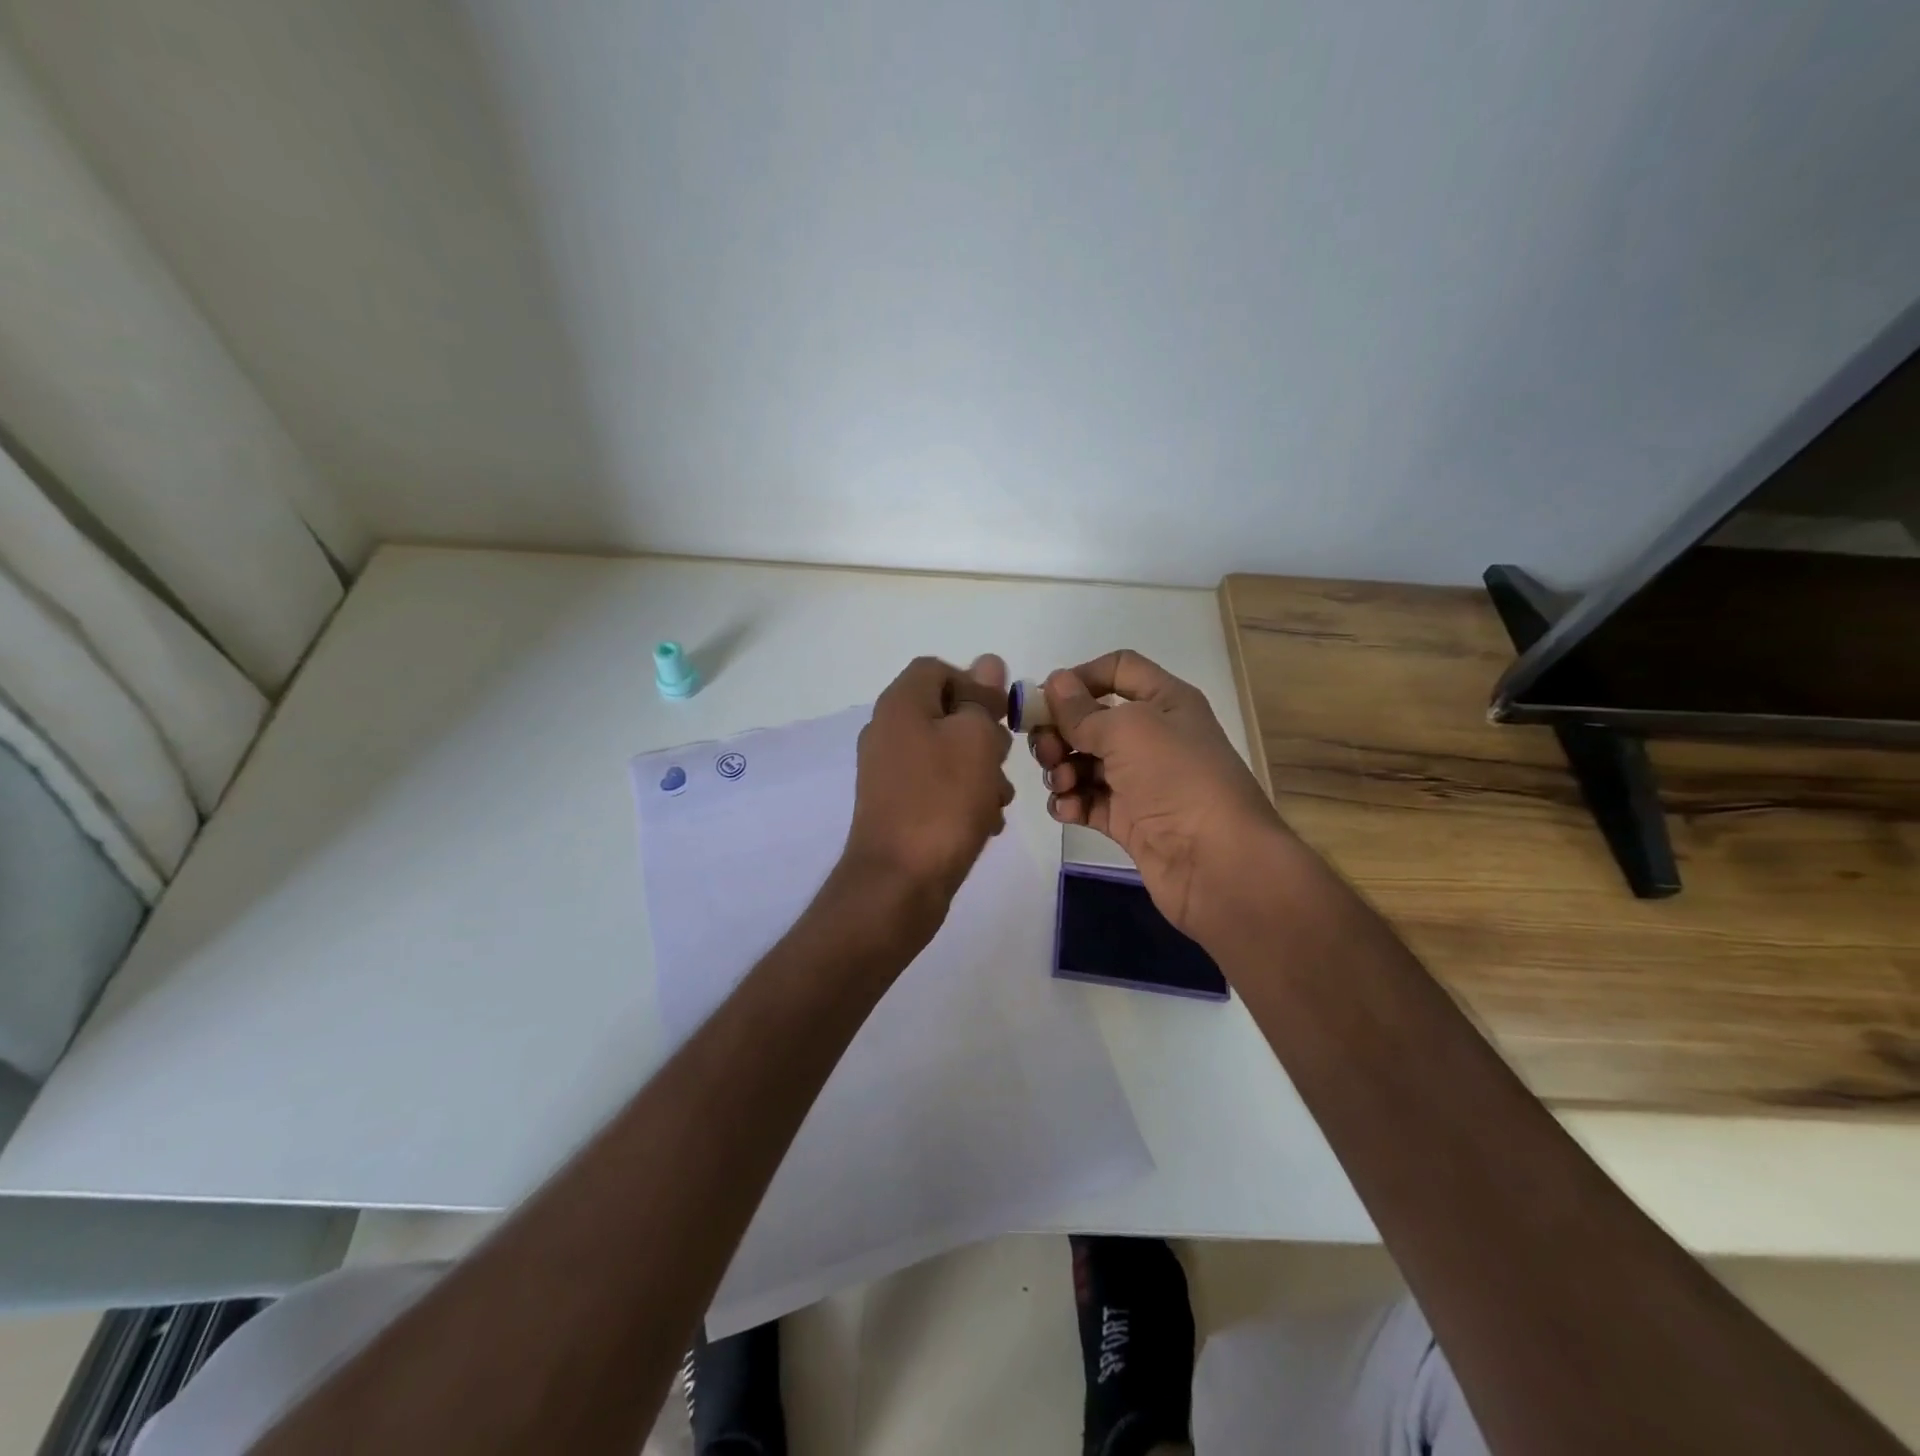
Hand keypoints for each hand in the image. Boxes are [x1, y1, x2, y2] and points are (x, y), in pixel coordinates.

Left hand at [843, 654, 1015, 923]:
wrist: (899, 883)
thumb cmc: (942, 801)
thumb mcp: (974, 739)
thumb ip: (981, 699)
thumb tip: (987, 663)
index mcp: (900, 704)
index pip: (937, 669)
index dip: (974, 685)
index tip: (1000, 718)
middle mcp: (887, 731)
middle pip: (945, 713)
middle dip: (982, 737)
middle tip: (999, 763)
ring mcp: (888, 772)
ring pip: (947, 754)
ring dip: (979, 772)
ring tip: (996, 802)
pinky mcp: (896, 807)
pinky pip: (937, 788)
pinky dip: (962, 799)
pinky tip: (982, 823)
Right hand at [1031, 650, 1281, 936]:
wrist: (1216, 862)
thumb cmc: (1177, 778)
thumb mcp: (1128, 730)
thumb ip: (1082, 710)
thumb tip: (1054, 683)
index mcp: (1164, 701)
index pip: (1118, 669)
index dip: (1081, 677)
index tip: (1046, 698)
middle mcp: (1152, 736)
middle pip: (1091, 720)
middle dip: (1061, 732)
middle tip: (1047, 751)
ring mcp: (1139, 781)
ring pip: (1084, 762)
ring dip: (1062, 769)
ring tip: (1063, 784)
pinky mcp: (1128, 820)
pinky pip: (1087, 801)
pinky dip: (1071, 802)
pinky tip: (1067, 810)